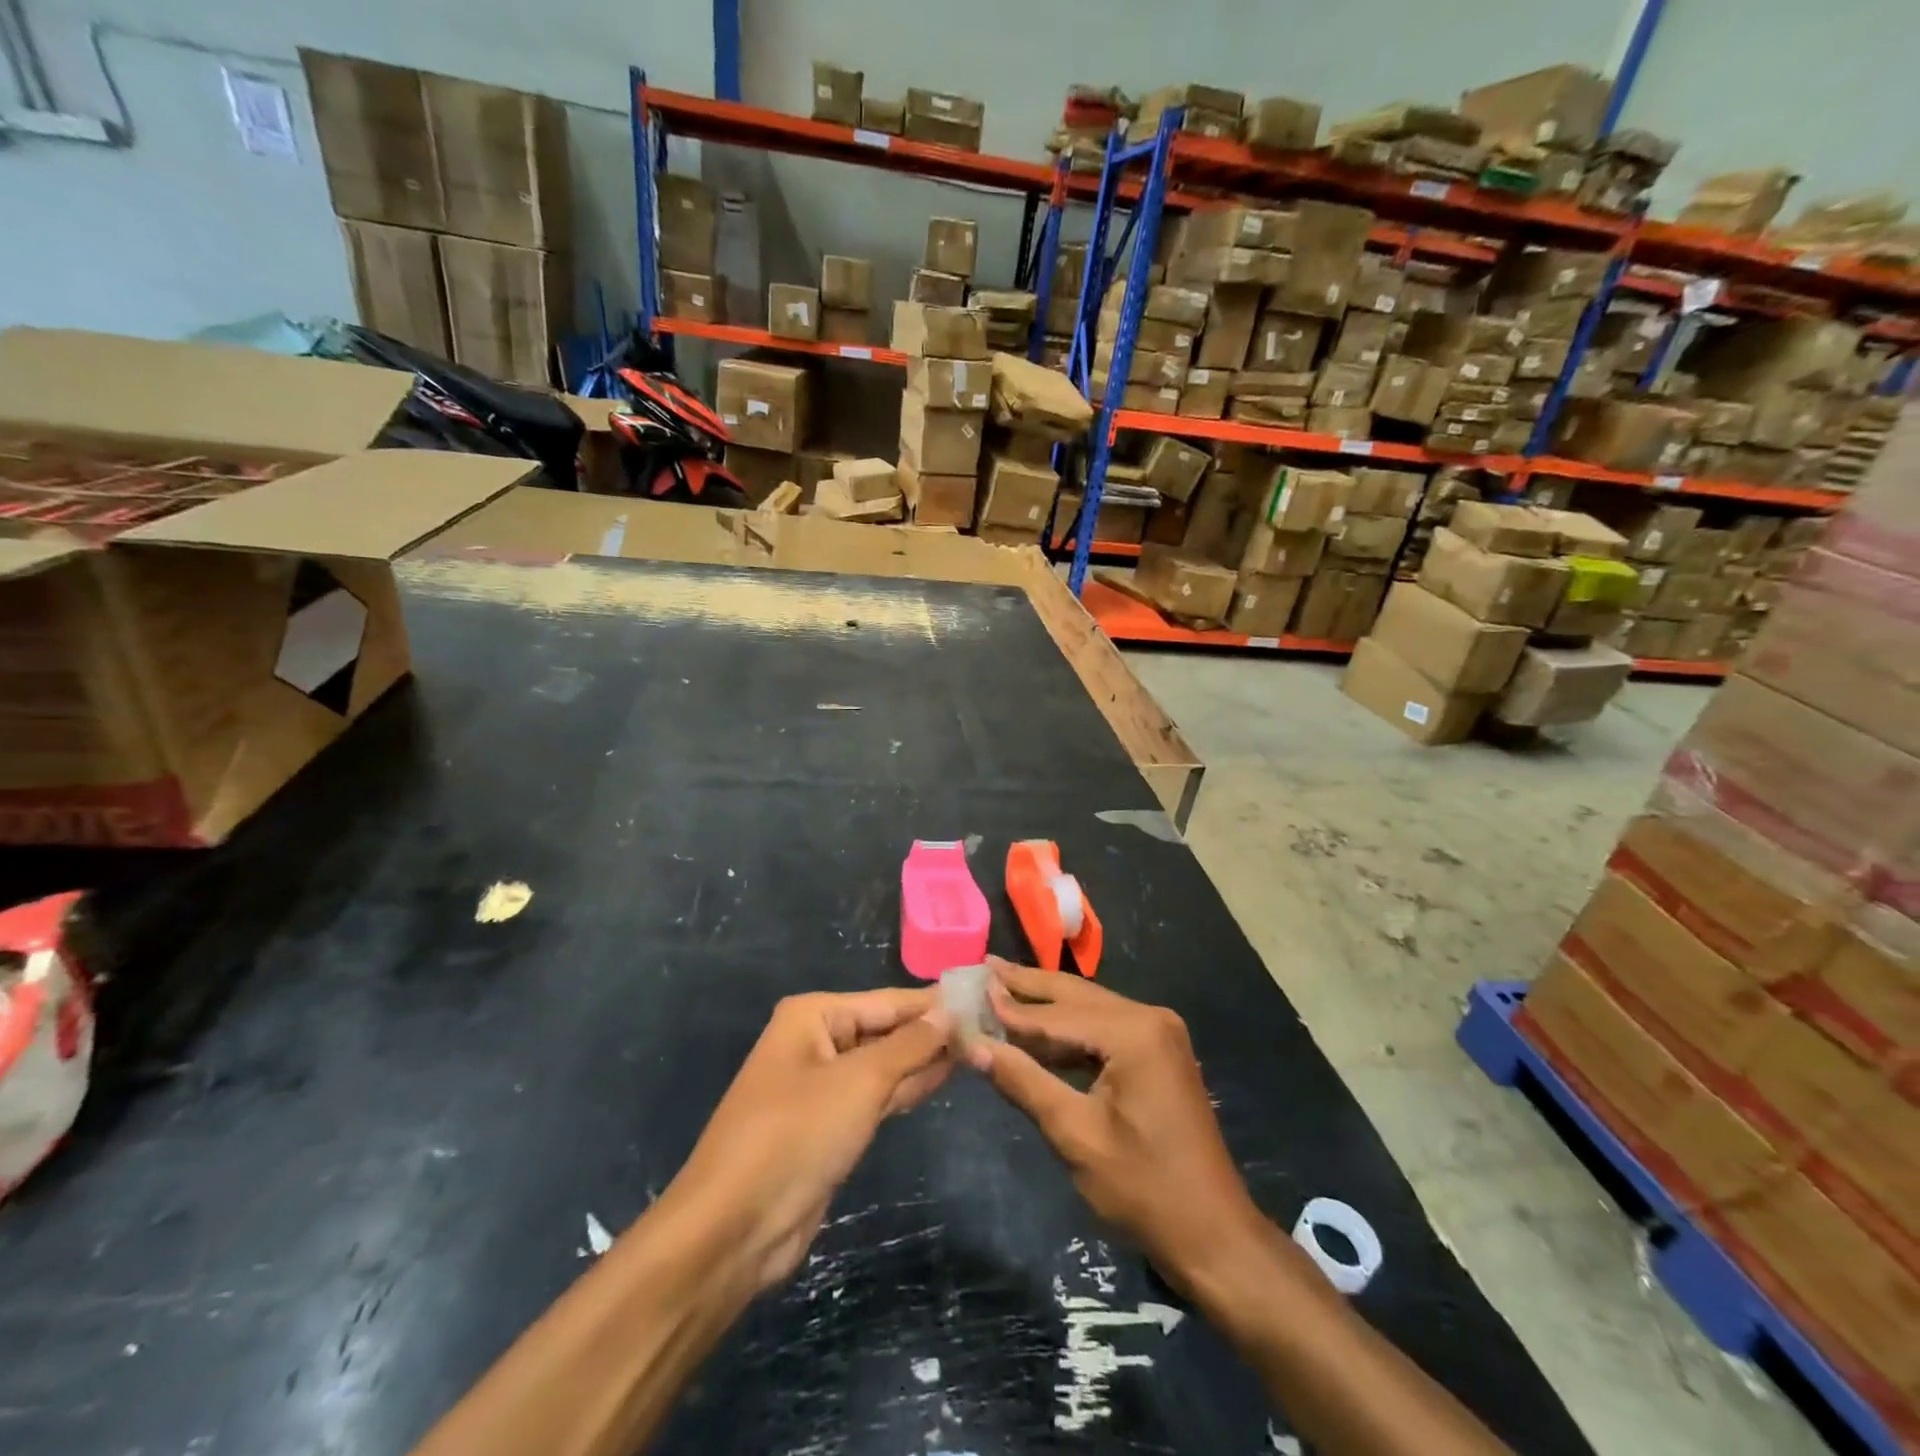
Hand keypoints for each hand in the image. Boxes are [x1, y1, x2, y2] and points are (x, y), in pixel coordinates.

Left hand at [664, 988, 952, 1292]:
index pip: (886, 1001)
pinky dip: (907, 1088)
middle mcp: (816, 1041)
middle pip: (885, 1029)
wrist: (735, 1227)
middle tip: (988, 1027)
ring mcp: (822, 1086)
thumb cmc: (797, 1134)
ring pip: (884, 1064)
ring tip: (977, 1048)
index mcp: (813, 1016)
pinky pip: (876, 1096)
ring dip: (924, 1060)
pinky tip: (943, 1078)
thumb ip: (909, 1046)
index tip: (981, 998)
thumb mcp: (860, 1081)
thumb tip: (949, 1014)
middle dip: (931, 1032)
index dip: (932, 1002)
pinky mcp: (829, 1126)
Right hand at [967, 959, 1265, 1288]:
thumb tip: (974, 1045)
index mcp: (1134, 1032)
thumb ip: (1023, 1082)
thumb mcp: (1075, 1134)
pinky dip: (1068, 1031)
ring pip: (1089, 1009)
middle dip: (1028, 986)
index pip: (1057, 1014)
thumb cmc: (1143, 1188)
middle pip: (1076, 996)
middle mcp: (1149, 1018)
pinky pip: (1104, 1029)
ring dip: (1045, 1006)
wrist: (1213, 1234)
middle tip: (983, 966)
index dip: (1010, 1006)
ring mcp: (1158, 1033)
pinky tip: (1036, 1031)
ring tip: (1000, 988)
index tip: (970, 988)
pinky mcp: (1157, 1052)